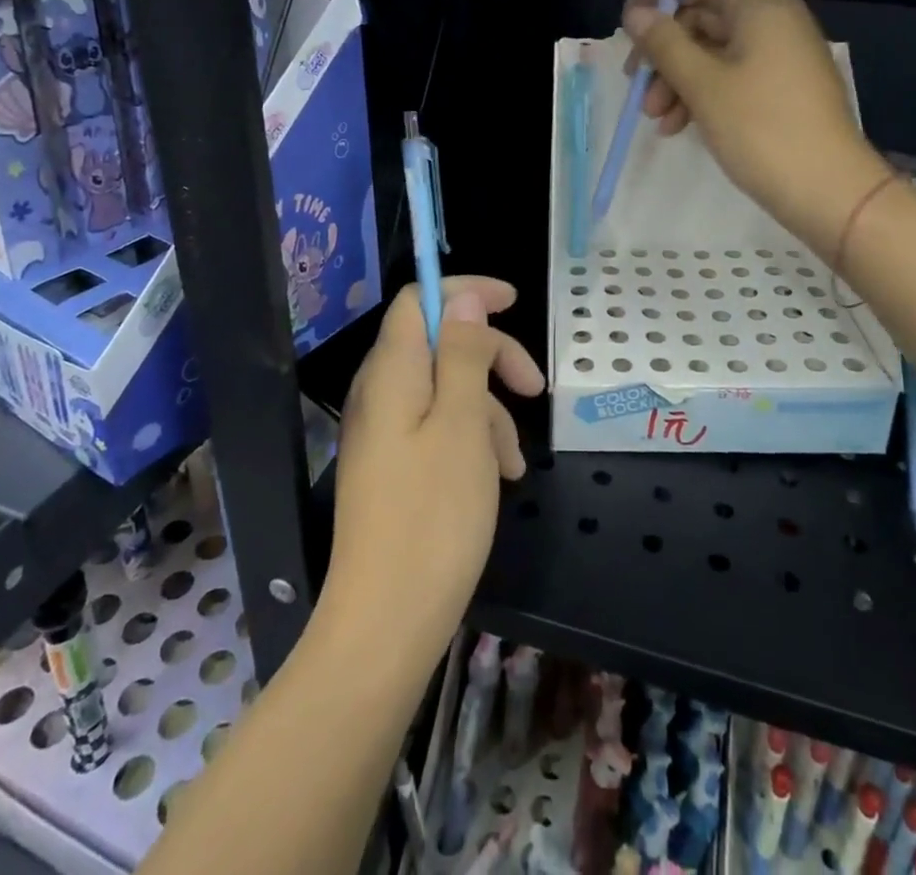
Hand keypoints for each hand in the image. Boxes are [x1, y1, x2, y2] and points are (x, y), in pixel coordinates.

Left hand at [321, 277, 544, 670]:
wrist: (386, 623)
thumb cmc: (434, 515)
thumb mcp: (464, 424)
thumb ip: (464, 354)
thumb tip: (463, 299)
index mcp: (392, 372)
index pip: (419, 299)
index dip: (465, 291)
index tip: (514, 302)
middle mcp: (381, 392)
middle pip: (439, 343)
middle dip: (491, 357)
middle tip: (534, 388)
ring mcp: (384, 432)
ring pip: (447, 390)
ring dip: (489, 410)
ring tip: (516, 462)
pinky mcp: (393, 466)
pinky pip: (438, 428)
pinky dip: (473, 440)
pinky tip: (500, 477)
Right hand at [624, 0, 888, 236]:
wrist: (828, 190)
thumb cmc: (761, 129)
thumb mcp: (703, 85)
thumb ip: (665, 44)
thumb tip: (635, 13)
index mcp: (762, 8)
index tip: (632, 24)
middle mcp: (776, 23)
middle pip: (707, 16)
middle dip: (665, 49)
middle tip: (635, 81)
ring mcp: (783, 58)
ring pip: (716, 52)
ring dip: (678, 78)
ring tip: (654, 117)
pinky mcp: (784, 91)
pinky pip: (734, 77)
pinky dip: (703, 94)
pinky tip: (678, 126)